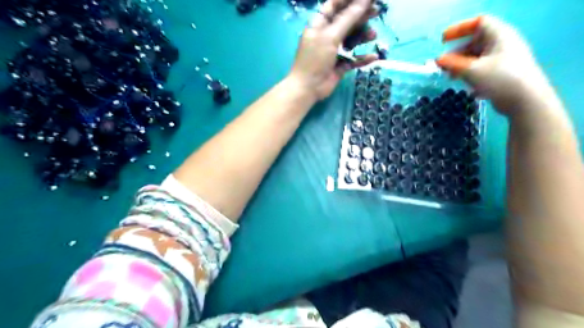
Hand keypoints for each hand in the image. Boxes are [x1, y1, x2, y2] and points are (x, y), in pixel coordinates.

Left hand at [291, 0, 379, 100]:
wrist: (308, 88)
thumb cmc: (315, 59)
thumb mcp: (330, 36)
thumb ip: (348, 18)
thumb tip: (364, 0)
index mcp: (320, 25)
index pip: (334, 6)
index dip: (348, 0)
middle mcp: (327, 36)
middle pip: (346, 22)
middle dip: (360, 16)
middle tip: (376, 11)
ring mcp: (334, 52)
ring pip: (351, 41)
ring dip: (362, 37)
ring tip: (373, 35)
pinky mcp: (339, 66)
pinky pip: (353, 60)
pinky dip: (362, 58)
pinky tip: (373, 57)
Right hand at [438, 16, 555, 115]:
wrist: (525, 100)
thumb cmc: (500, 79)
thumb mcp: (472, 70)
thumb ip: (453, 64)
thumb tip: (438, 60)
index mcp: (499, 35)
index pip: (478, 23)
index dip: (459, 29)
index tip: (443, 40)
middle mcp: (502, 43)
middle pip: (475, 42)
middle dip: (457, 53)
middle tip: (443, 65)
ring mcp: (503, 59)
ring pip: (477, 57)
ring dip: (461, 65)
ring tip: (451, 77)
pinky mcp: (502, 73)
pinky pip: (482, 68)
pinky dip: (470, 73)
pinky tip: (464, 85)